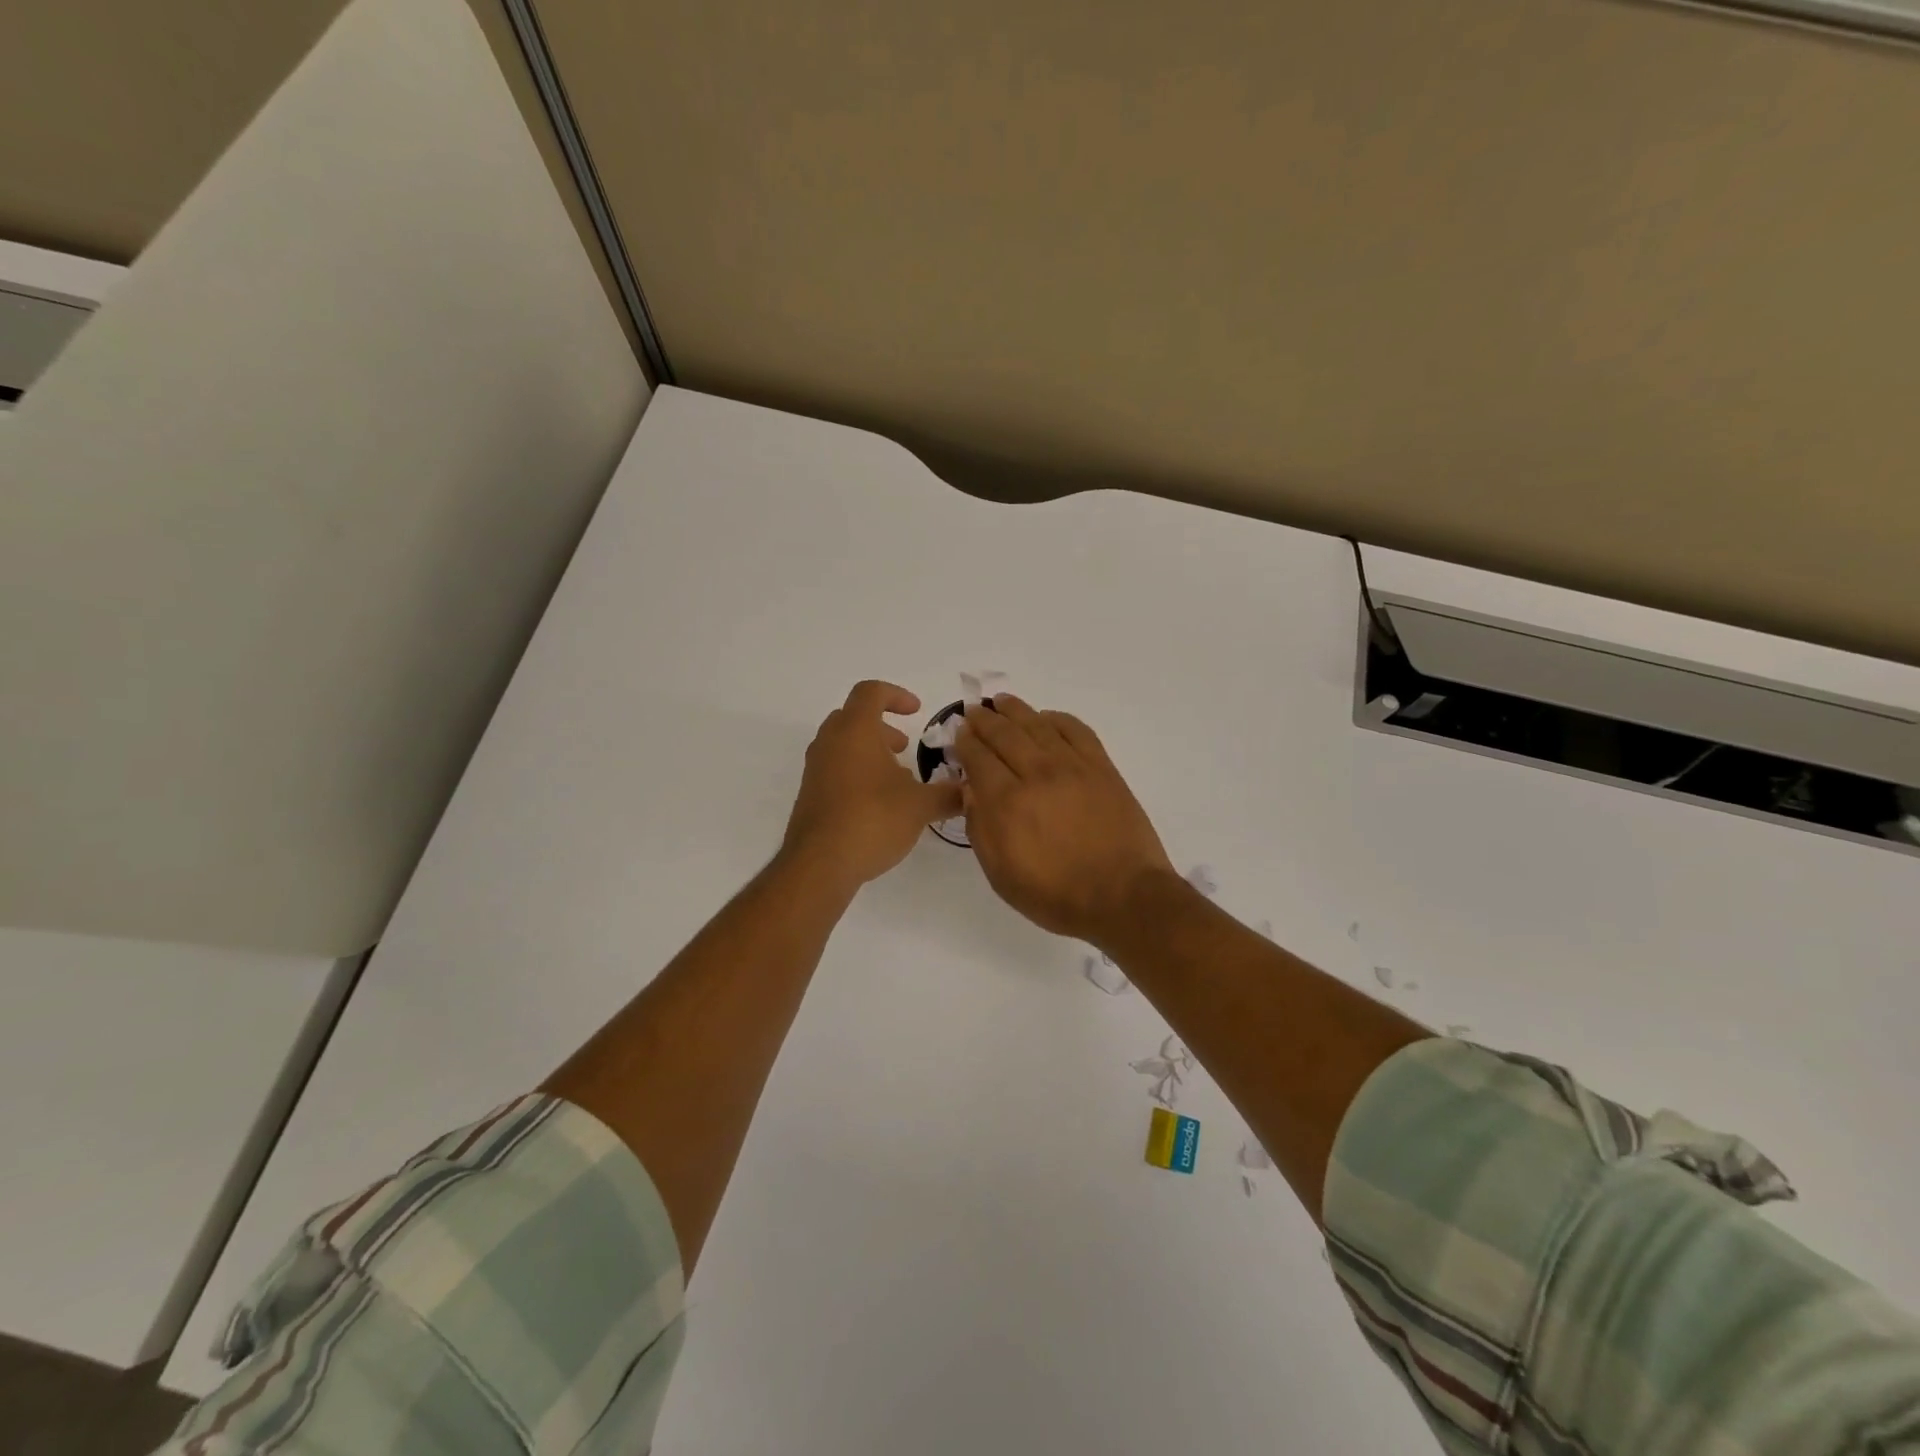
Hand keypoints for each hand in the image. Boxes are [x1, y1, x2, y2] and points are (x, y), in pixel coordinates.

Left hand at [781, 681, 963, 890]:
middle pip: (853, 717)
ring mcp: (815, 769)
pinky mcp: (810, 795)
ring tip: (897, 778)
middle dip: (882, 726)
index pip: (871, 692)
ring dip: (870, 751)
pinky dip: (857, 772)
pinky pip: (835, 769)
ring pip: (842, 744)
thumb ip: (947, 794)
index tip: (917, 711)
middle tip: (904, 746)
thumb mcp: (920, 806)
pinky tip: (879, 803)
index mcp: (855, 730)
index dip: (896, 695)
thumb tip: (969, 790)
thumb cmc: (872, 819)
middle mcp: (829, 742)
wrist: (819, 864)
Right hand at [953, 695, 1178, 943]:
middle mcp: (1036, 774)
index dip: (965, 742)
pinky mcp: (1101, 767)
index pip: (978, 757)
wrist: (1123, 896)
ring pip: (1037, 725)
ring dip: (1015, 710)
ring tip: (1002, 701)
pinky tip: (1046, 718)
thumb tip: (970, 791)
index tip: (960, 733)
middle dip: (984, 720)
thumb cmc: (1056, 895)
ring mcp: (1072, 767)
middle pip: (1004, 734)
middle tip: (974, 712)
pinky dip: (1057, 719)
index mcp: (1007, 802)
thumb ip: (980, 829)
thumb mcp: (1001, 875)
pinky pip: (1076, 730)